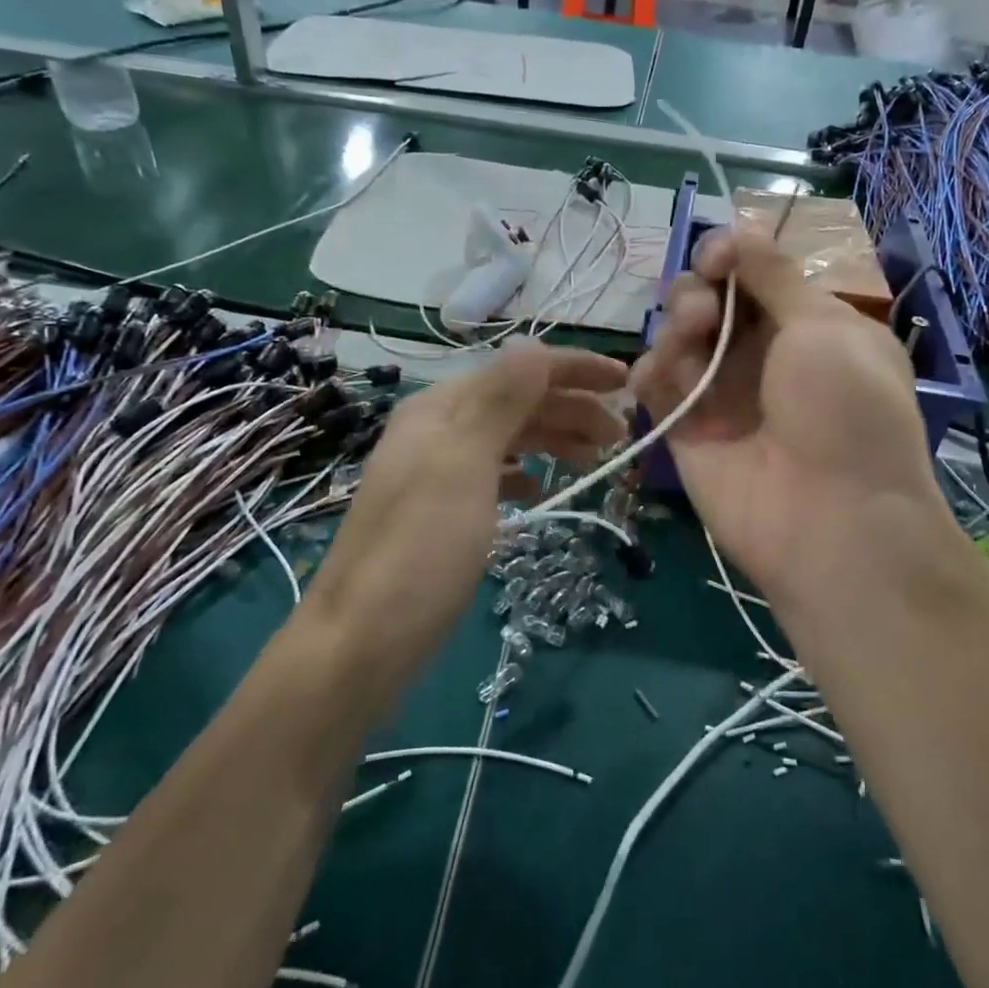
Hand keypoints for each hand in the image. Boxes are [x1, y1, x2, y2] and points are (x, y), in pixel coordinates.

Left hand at [302, 343, 626, 693]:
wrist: (361, 641)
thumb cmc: (421, 549)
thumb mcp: (464, 464)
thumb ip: (501, 400)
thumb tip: (534, 346)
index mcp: (441, 408)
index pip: (519, 370)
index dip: (576, 369)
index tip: (627, 383)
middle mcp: (436, 429)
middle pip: (516, 401)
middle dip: (572, 408)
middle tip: (620, 435)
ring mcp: (435, 471)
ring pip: (507, 437)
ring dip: (554, 438)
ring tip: (594, 459)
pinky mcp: (439, 511)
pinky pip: (492, 474)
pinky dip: (522, 473)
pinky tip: (539, 491)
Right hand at [631, 229, 948, 608]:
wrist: (830, 519)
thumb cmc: (844, 409)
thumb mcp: (823, 326)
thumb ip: (772, 274)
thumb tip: (739, 233)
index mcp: (806, 325)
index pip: (753, 274)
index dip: (728, 256)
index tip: (715, 258)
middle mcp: (762, 354)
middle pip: (708, 299)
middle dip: (697, 291)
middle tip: (706, 313)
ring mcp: (722, 393)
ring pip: (677, 336)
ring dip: (676, 325)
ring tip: (691, 339)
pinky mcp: (687, 428)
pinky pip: (655, 383)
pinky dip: (651, 370)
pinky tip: (660, 376)